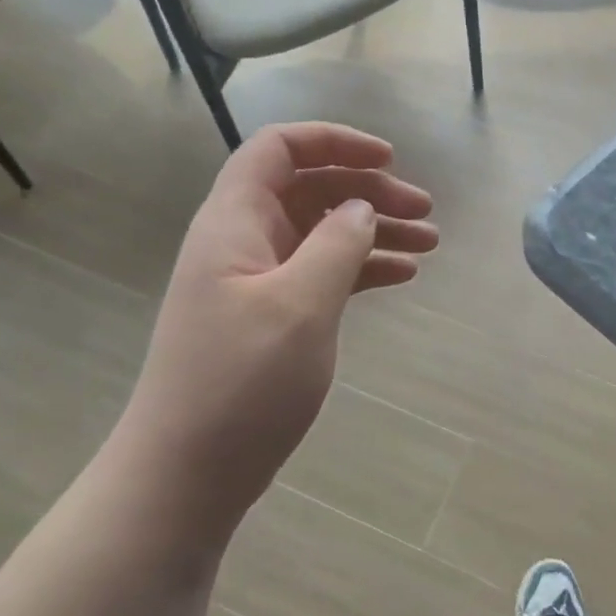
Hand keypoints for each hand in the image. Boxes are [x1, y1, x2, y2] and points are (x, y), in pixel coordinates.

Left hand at [121, 123, 437, 535]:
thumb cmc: (240, 383)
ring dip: (374, 230)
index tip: (389, 159)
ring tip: (428, 244)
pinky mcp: (270, 317)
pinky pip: (322, 272)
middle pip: (310, 188)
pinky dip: (361, 267)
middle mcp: (243, 240)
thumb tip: (360, 207)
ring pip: (322, 232)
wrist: (186, 474)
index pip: (279, 148)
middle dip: (369, 191)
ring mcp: (256, 280)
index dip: (334, 141)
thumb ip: (336, 244)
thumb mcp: (299, 306)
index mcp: (235, 222)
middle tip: (425, 211)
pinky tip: (401, 276)